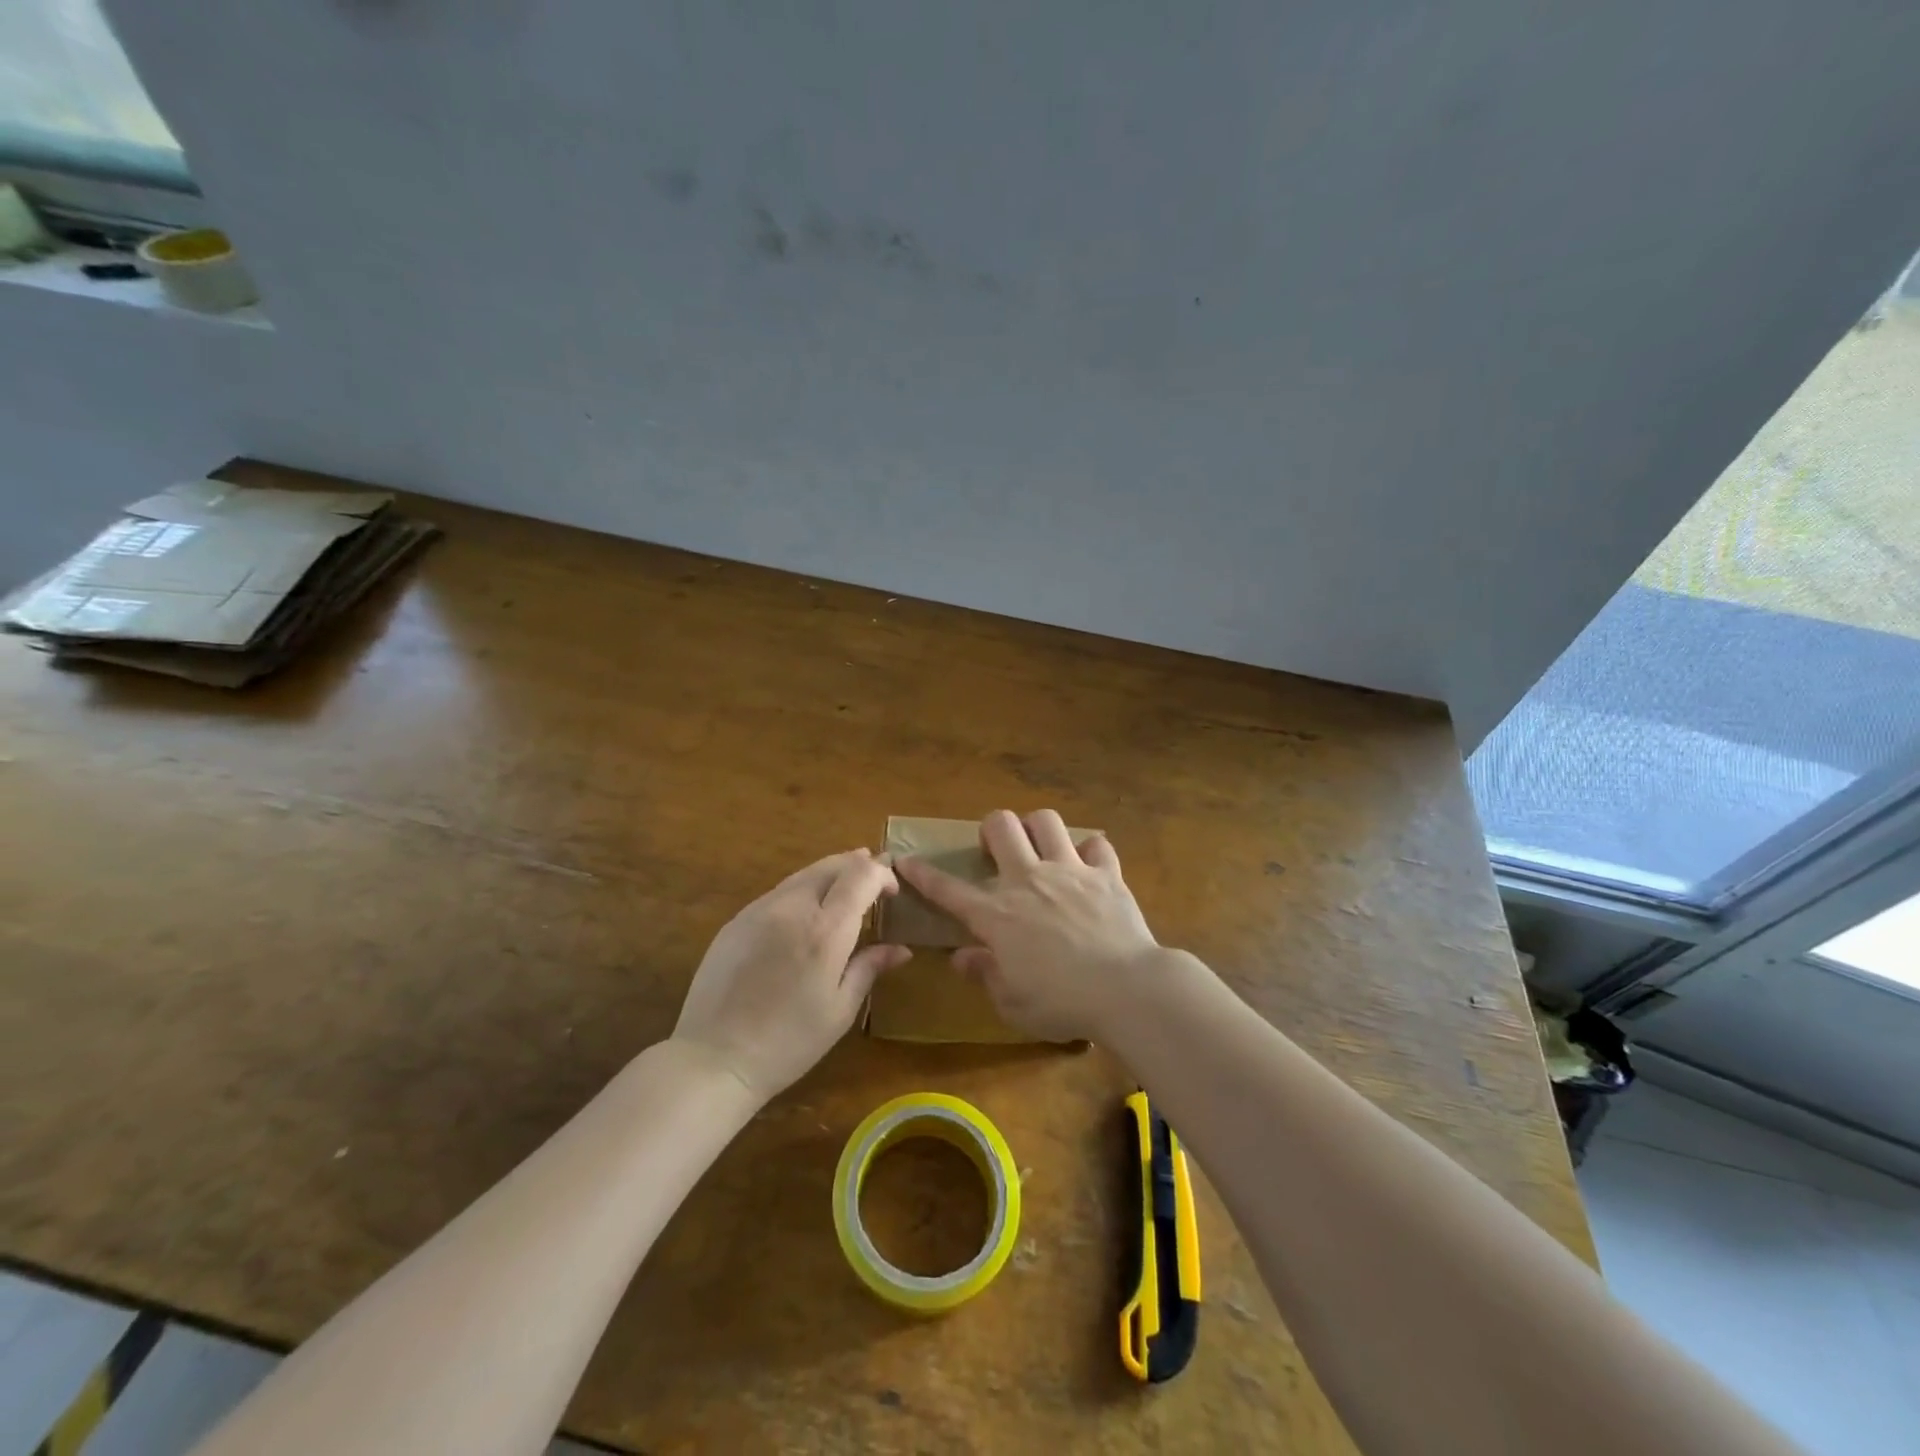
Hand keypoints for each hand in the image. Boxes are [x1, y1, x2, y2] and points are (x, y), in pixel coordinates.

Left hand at [673, 849, 911, 1102]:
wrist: (713, 1058)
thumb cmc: (788, 1042)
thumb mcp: (840, 1010)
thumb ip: (870, 968)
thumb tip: (900, 949)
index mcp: (825, 931)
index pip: (861, 875)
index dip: (882, 874)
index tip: (893, 892)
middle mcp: (793, 908)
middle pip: (832, 865)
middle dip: (859, 865)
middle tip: (875, 881)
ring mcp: (760, 909)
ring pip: (804, 874)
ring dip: (831, 875)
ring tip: (845, 890)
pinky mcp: (737, 920)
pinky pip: (779, 892)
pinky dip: (803, 890)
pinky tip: (806, 913)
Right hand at [895, 810, 1160, 1041]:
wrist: (1126, 990)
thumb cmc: (1062, 1003)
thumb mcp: (1012, 1003)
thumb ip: (985, 974)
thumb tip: (961, 956)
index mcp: (997, 915)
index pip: (948, 889)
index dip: (922, 874)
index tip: (904, 860)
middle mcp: (1028, 880)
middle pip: (1001, 825)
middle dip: (992, 830)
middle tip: (996, 850)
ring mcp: (1069, 870)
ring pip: (1046, 820)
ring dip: (1038, 829)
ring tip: (1041, 847)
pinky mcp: (1106, 873)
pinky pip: (1097, 845)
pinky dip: (1091, 852)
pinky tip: (1090, 867)